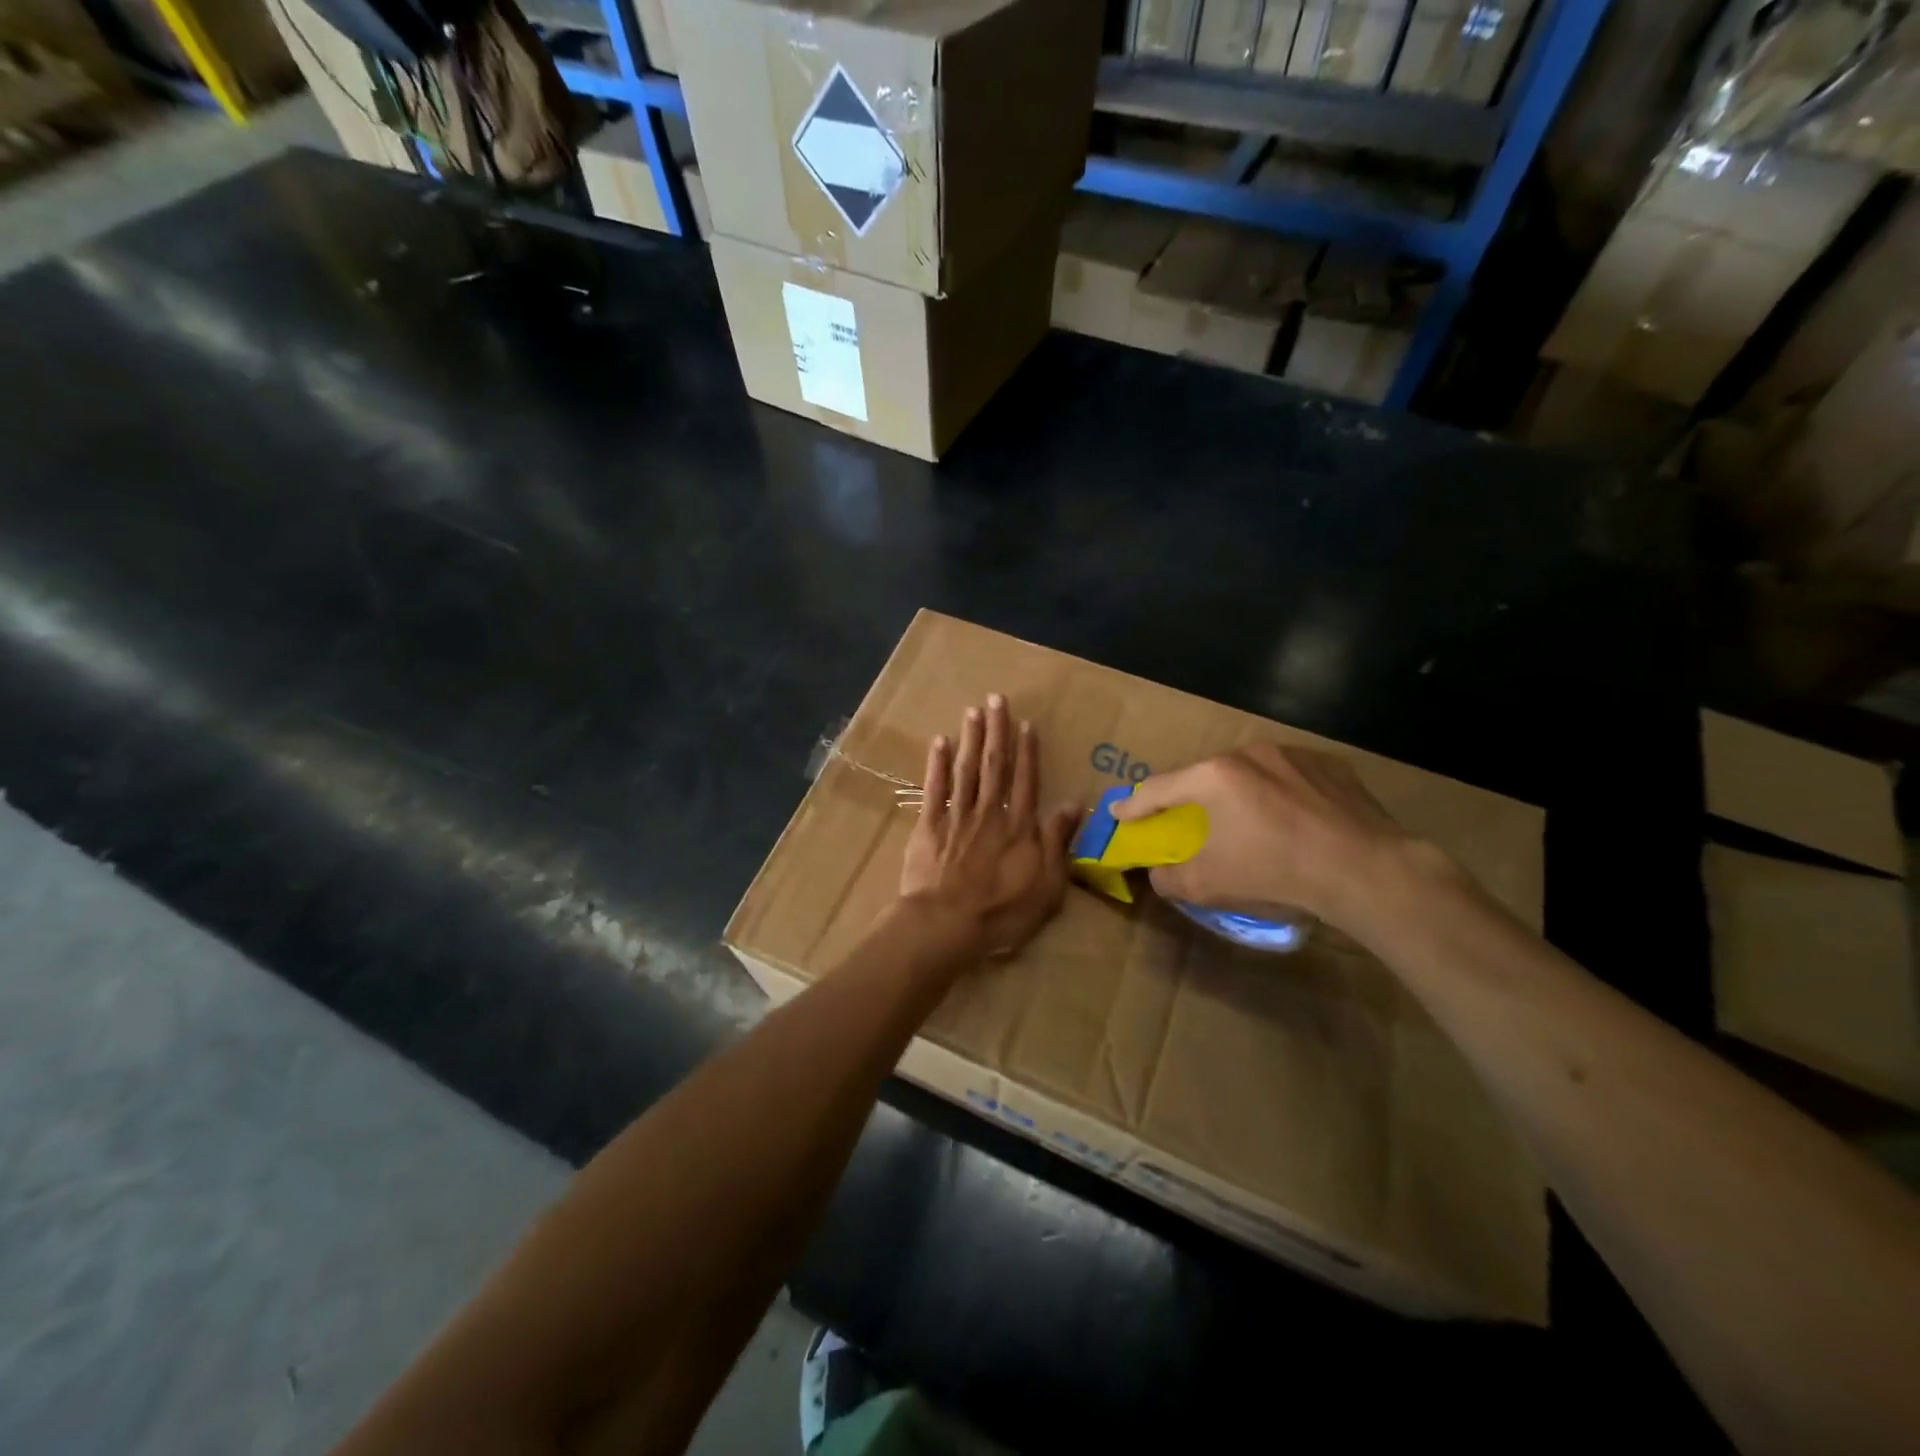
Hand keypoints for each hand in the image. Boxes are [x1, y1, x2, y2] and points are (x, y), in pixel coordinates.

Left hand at [899, 695, 1081, 959]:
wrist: (946, 924)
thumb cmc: (1002, 912)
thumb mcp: (1047, 885)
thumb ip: (1058, 842)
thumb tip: (1075, 804)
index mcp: (1019, 826)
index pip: (1026, 780)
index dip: (1028, 751)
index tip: (1027, 724)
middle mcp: (990, 812)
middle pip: (995, 765)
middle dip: (997, 730)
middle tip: (997, 699)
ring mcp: (957, 816)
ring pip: (966, 769)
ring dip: (971, 738)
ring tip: (973, 710)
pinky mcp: (928, 826)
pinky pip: (934, 789)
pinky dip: (937, 765)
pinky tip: (939, 742)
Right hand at [1111, 742, 1442, 936]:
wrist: (1366, 870)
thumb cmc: (1276, 872)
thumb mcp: (1209, 884)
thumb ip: (1170, 877)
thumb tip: (1159, 874)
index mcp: (1214, 776)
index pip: (1159, 789)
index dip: (1134, 804)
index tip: (1118, 812)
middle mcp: (1249, 753)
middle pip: (1205, 776)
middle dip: (1190, 798)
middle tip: (1186, 820)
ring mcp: (1293, 755)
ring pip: (1250, 773)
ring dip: (1238, 794)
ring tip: (1247, 823)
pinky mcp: (1331, 766)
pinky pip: (1289, 778)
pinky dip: (1279, 795)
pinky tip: (1292, 822)